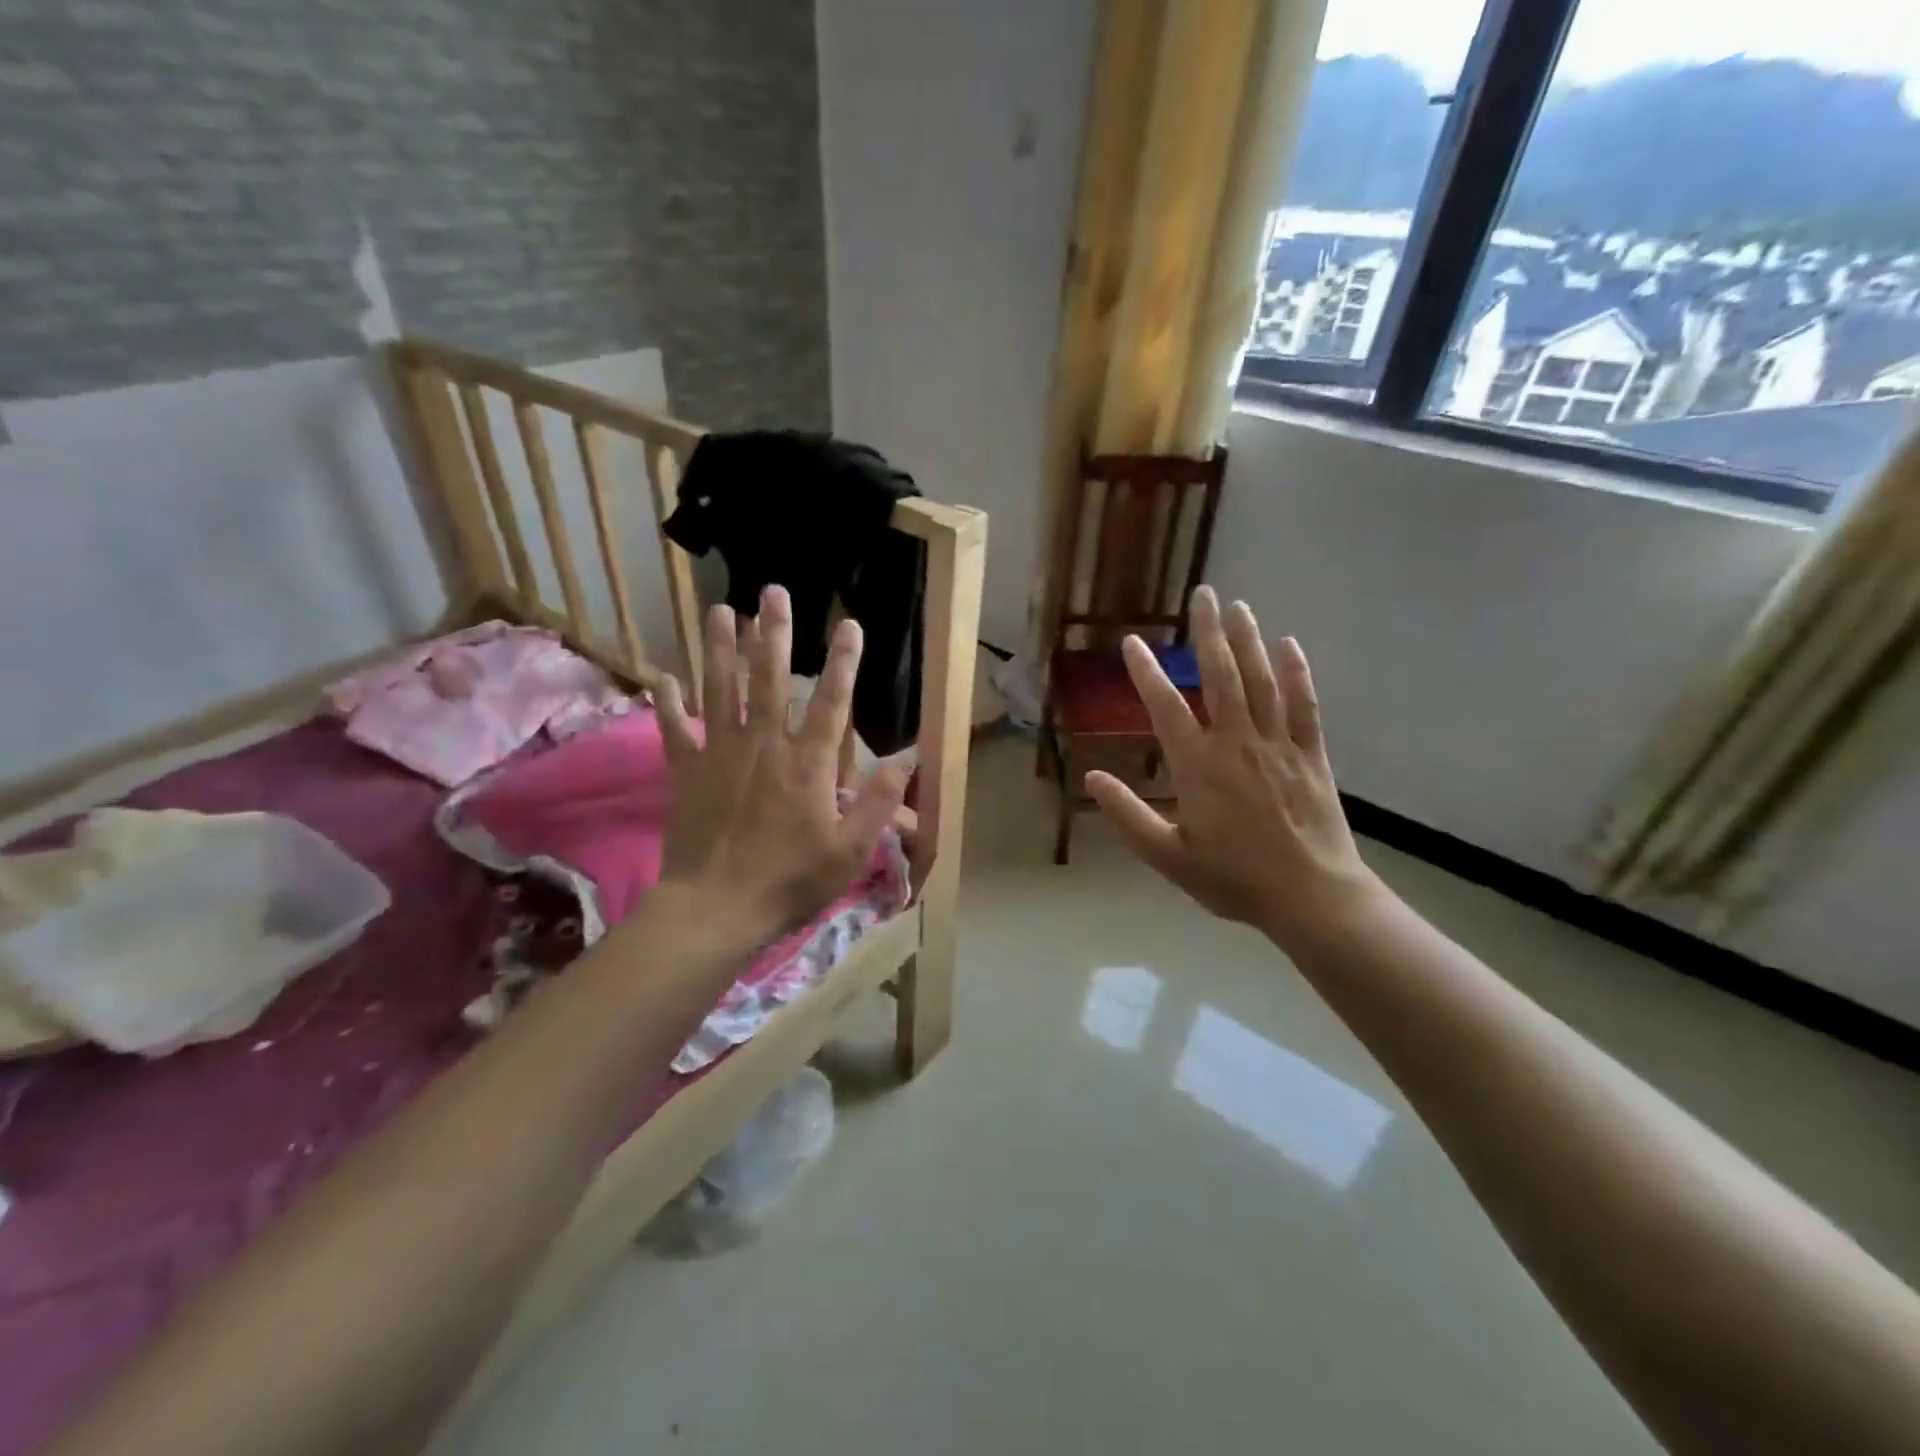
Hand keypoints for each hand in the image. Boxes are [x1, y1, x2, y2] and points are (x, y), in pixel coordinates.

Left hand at [656, 586, 908, 938]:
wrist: (716, 908)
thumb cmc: (790, 879)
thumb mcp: (850, 850)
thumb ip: (879, 802)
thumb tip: (907, 759)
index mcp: (807, 764)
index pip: (831, 702)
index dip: (843, 662)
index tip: (849, 624)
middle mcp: (763, 746)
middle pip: (769, 679)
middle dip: (773, 633)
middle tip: (772, 592)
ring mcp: (720, 754)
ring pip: (720, 690)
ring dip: (719, 648)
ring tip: (718, 609)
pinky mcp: (686, 772)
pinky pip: (674, 729)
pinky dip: (667, 703)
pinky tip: (661, 676)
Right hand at [1086, 587, 1383, 947]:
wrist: (1311, 897)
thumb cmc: (1234, 879)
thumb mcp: (1168, 856)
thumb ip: (1128, 815)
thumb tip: (1091, 779)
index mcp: (1198, 766)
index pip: (1165, 706)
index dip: (1146, 672)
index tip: (1133, 641)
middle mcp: (1237, 743)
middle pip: (1220, 676)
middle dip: (1208, 633)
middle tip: (1202, 594)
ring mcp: (1278, 745)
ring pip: (1261, 681)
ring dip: (1248, 640)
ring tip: (1238, 606)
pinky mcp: (1311, 755)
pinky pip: (1304, 705)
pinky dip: (1297, 673)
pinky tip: (1289, 645)